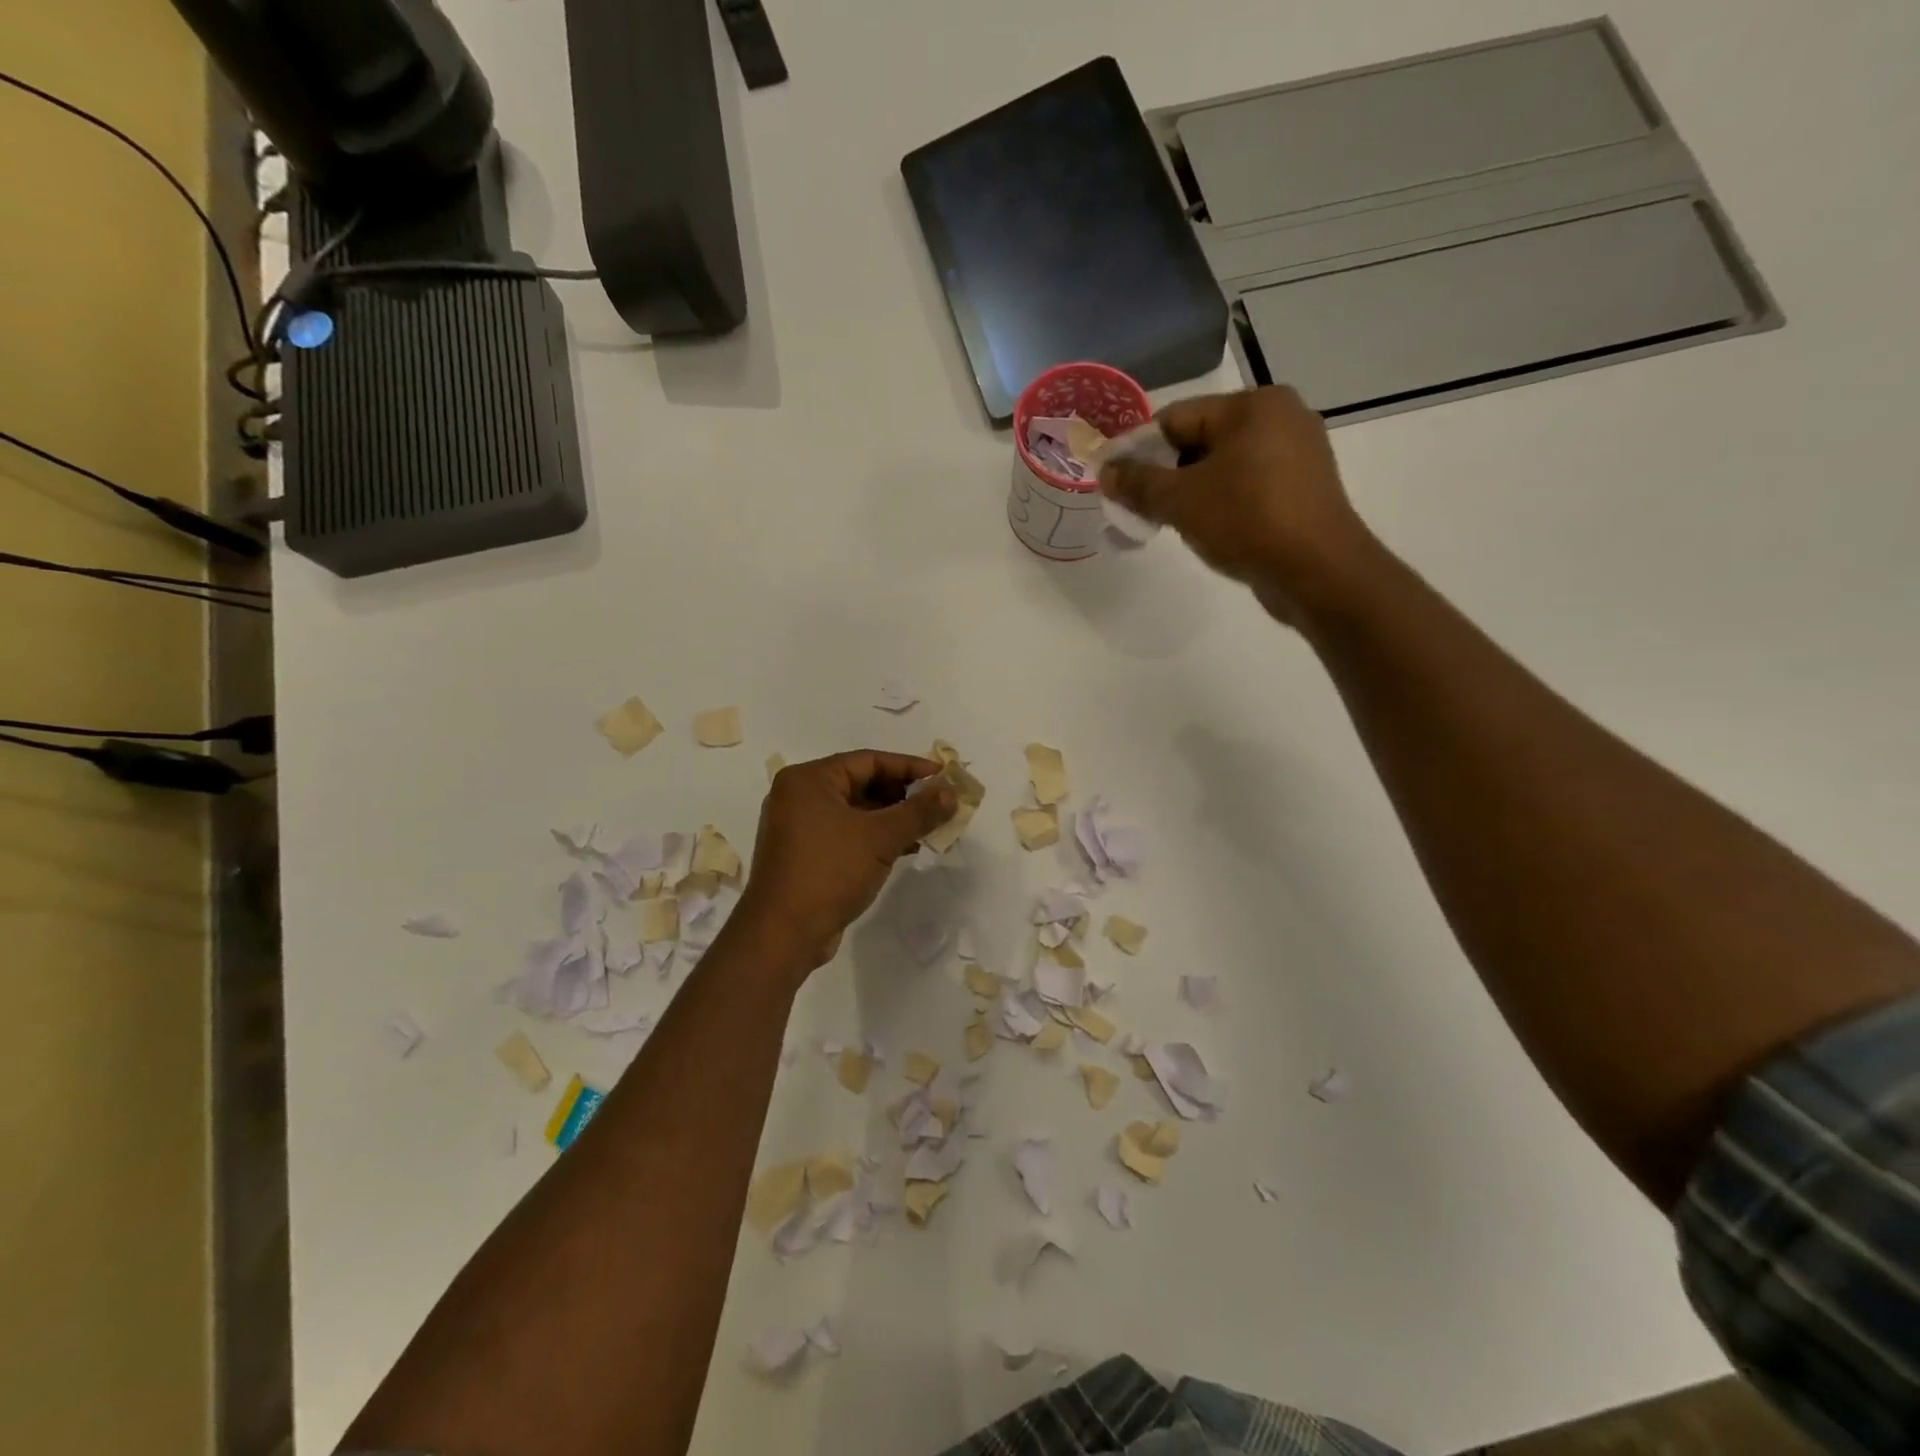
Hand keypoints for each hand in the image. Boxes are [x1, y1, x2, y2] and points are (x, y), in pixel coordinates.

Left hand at [738, 751, 956, 975]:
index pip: (868, 760)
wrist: (784, 934)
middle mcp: (800, 796)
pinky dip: (877, 838)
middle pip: (862, 784)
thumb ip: (918, 812)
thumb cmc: (829, 871)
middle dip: (904, 794)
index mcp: (808, 780)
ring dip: (894, 818)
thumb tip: (951, 794)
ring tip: (931, 826)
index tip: (943, 775)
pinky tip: (908, 848)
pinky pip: (849, 834)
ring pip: (857, 812)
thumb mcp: (880, 838)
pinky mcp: (807, 855)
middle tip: (940, 802)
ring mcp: (801, 828)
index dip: (909, 766)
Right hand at [1099, 386, 1375, 622]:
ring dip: (1193, 493)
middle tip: (1144, 510)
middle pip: (1200, 441)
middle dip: (1167, 475)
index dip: (1140, 451)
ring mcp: (1299, 453)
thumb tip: (1105, 471)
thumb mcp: (1180, 501)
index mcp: (1253, 405)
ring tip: (1175, 525)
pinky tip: (1212, 531)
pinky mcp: (1304, 487)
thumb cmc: (1246, 521)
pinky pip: (1249, 486)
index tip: (1118, 485)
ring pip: (1224, 466)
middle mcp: (1281, 417)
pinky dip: (1224, 503)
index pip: (1176, 418)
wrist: (1317, 571)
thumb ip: (1138, 483)